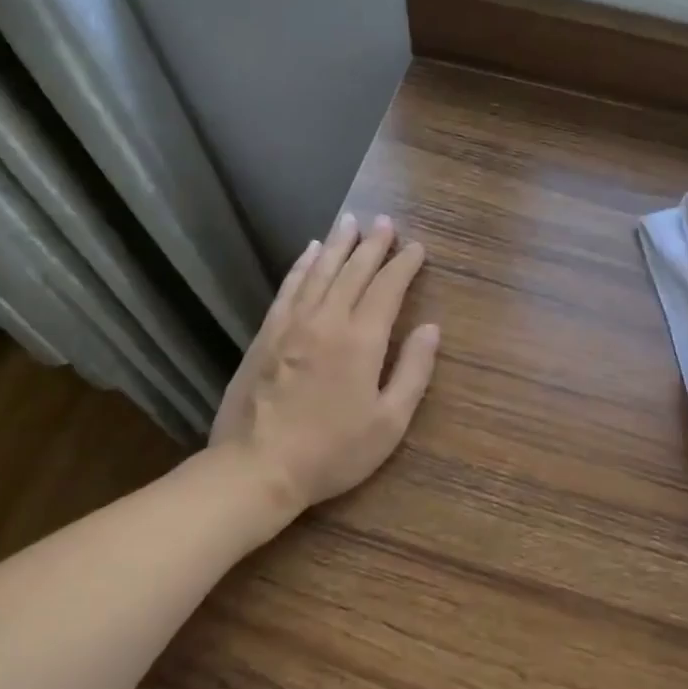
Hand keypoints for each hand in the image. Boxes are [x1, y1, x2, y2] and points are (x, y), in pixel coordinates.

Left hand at [211, 211, 439, 515]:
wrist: (257, 467)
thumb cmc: (332, 451)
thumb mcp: (388, 423)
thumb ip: (413, 371)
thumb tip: (431, 329)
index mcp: (361, 340)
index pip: (387, 289)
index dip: (403, 265)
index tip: (416, 247)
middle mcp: (327, 320)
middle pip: (354, 271)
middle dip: (373, 244)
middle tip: (385, 221)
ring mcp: (291, 323)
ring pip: (320, 271)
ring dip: (338, 244)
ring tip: (350, 221)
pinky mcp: (266, 333)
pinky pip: (289, 286)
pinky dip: (302, 264)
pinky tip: (310, 251)